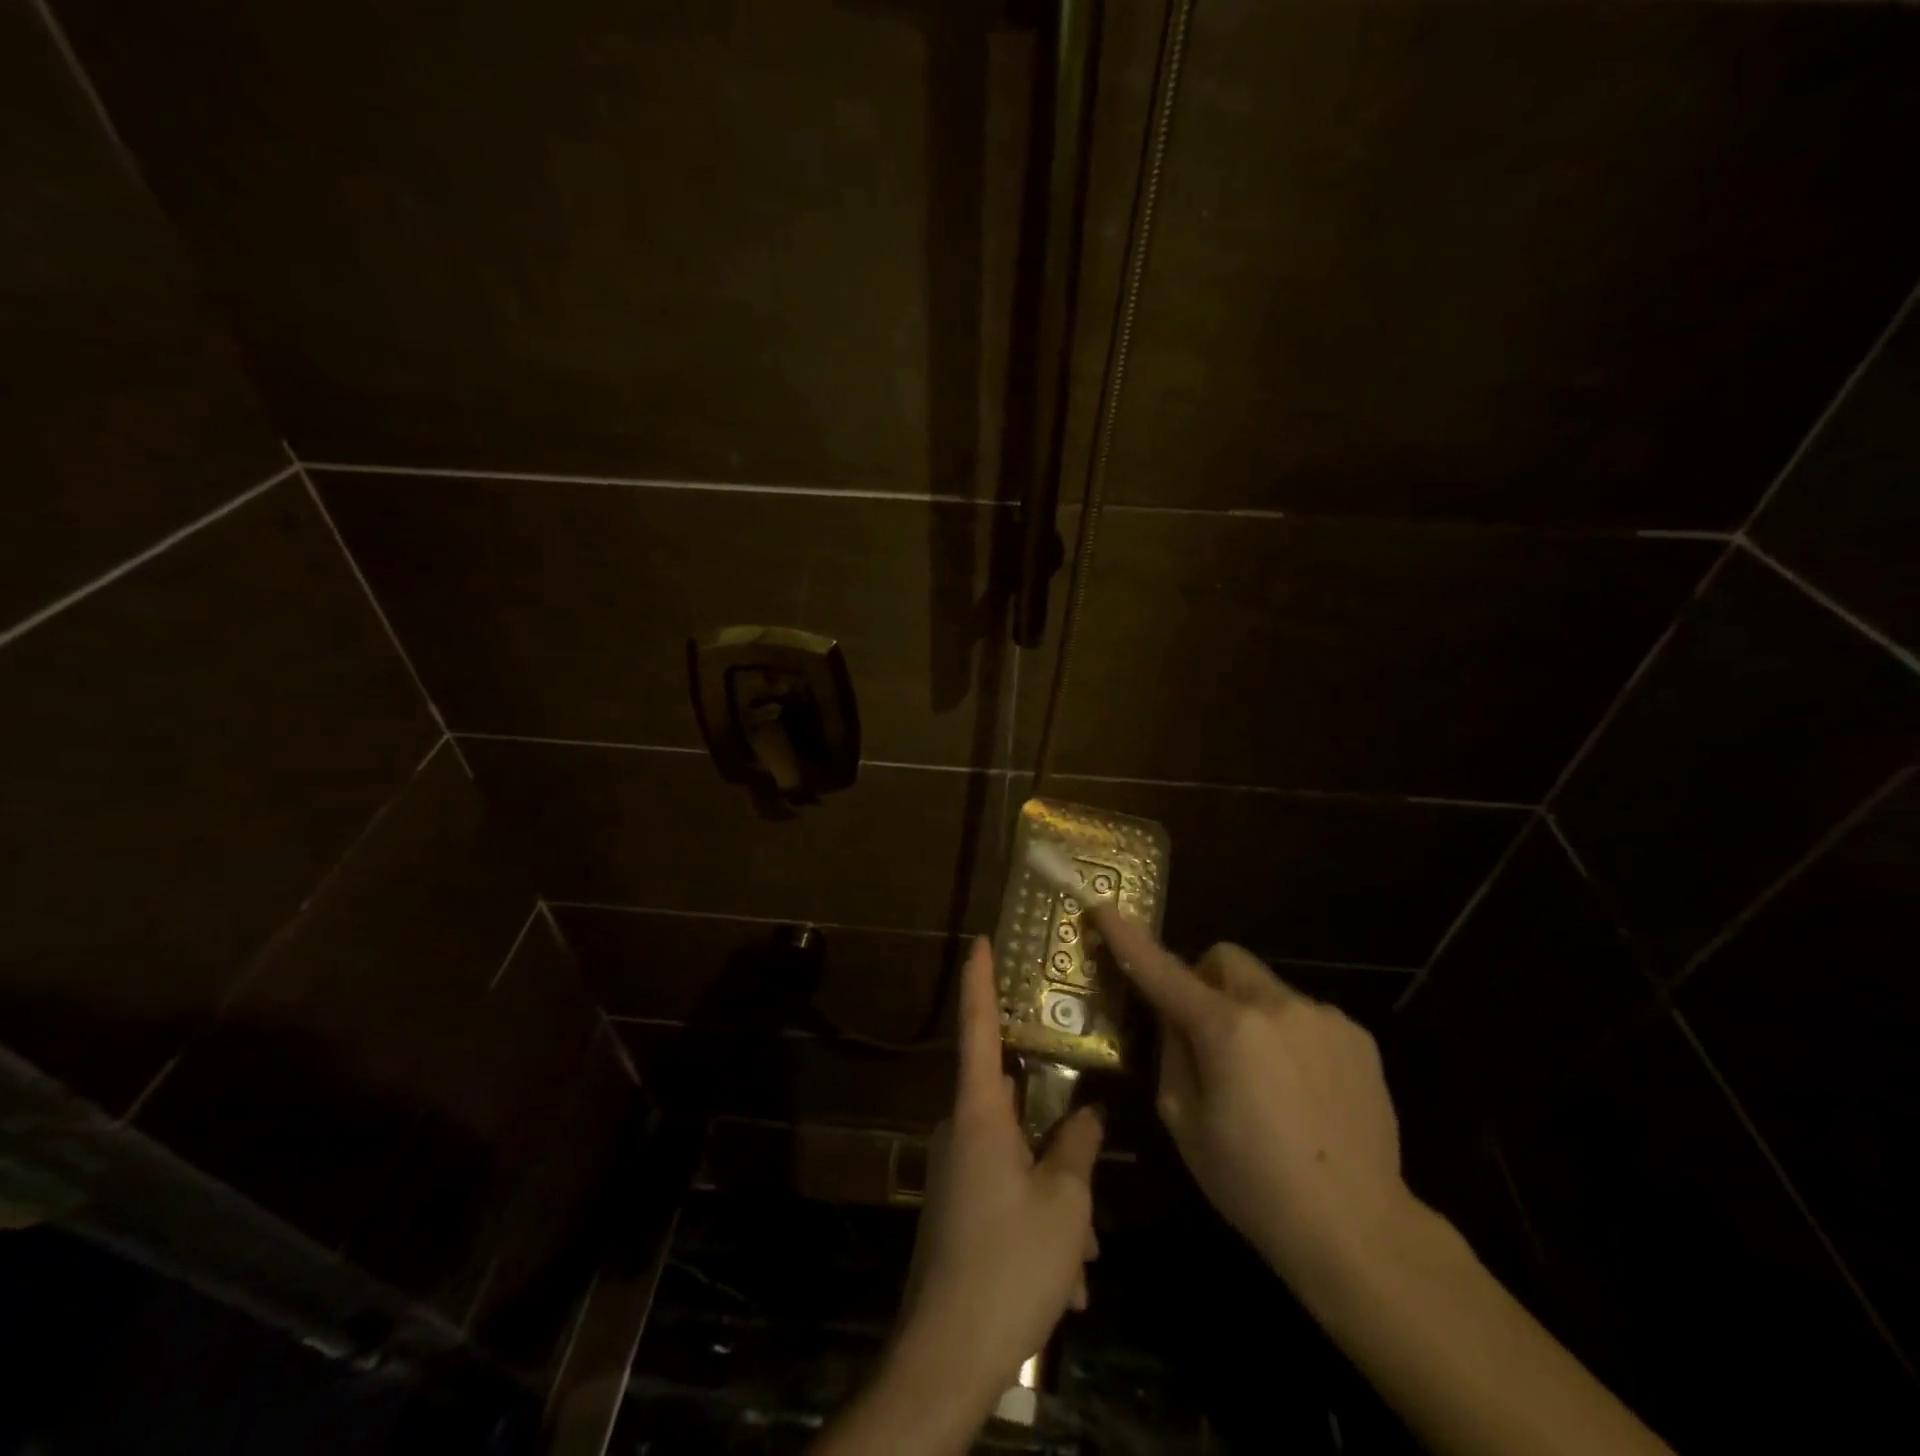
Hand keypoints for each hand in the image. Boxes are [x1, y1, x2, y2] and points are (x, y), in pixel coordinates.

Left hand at [817, 937, 1101, 1451]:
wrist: (947, 1356)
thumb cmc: (1009, 1264)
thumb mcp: (1064, 1204)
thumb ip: (1079, 1148)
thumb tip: (1090, 1115)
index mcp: (980, 1113)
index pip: (978, 1027)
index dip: (979, 980)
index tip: (980, 939)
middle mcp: (961, 1129)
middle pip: (1014, 1100)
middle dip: (1058, 1127)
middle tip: (1094, 1145)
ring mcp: (956, 1169)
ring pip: (1019, 1155)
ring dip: (1056, 1192)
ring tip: (1087, 1249)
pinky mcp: (958, 1205)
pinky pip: (1006, 1189)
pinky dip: (1039, 1219)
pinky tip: (1068, 1276)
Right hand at [1091, 908, 1414, 1290]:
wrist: (1360, 1230)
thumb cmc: (1253, 1183)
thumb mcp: (1184, 1121)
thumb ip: (1172, 1053)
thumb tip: (1173, 1016)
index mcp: (1226, 1028)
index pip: (1163, 969)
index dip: (1128, 938)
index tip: (1104, 907)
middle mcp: (1276, 1005)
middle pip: (1224, 959)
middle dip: (1205, 981)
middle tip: (1204, 1031)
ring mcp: (1323, 1017)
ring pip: (1266, 989)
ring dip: (1250, 1014)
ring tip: (1264, 1079)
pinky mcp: (1357, 1037)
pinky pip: (1304, 1016)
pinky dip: (1288, 1036)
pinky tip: (1302, 1090)